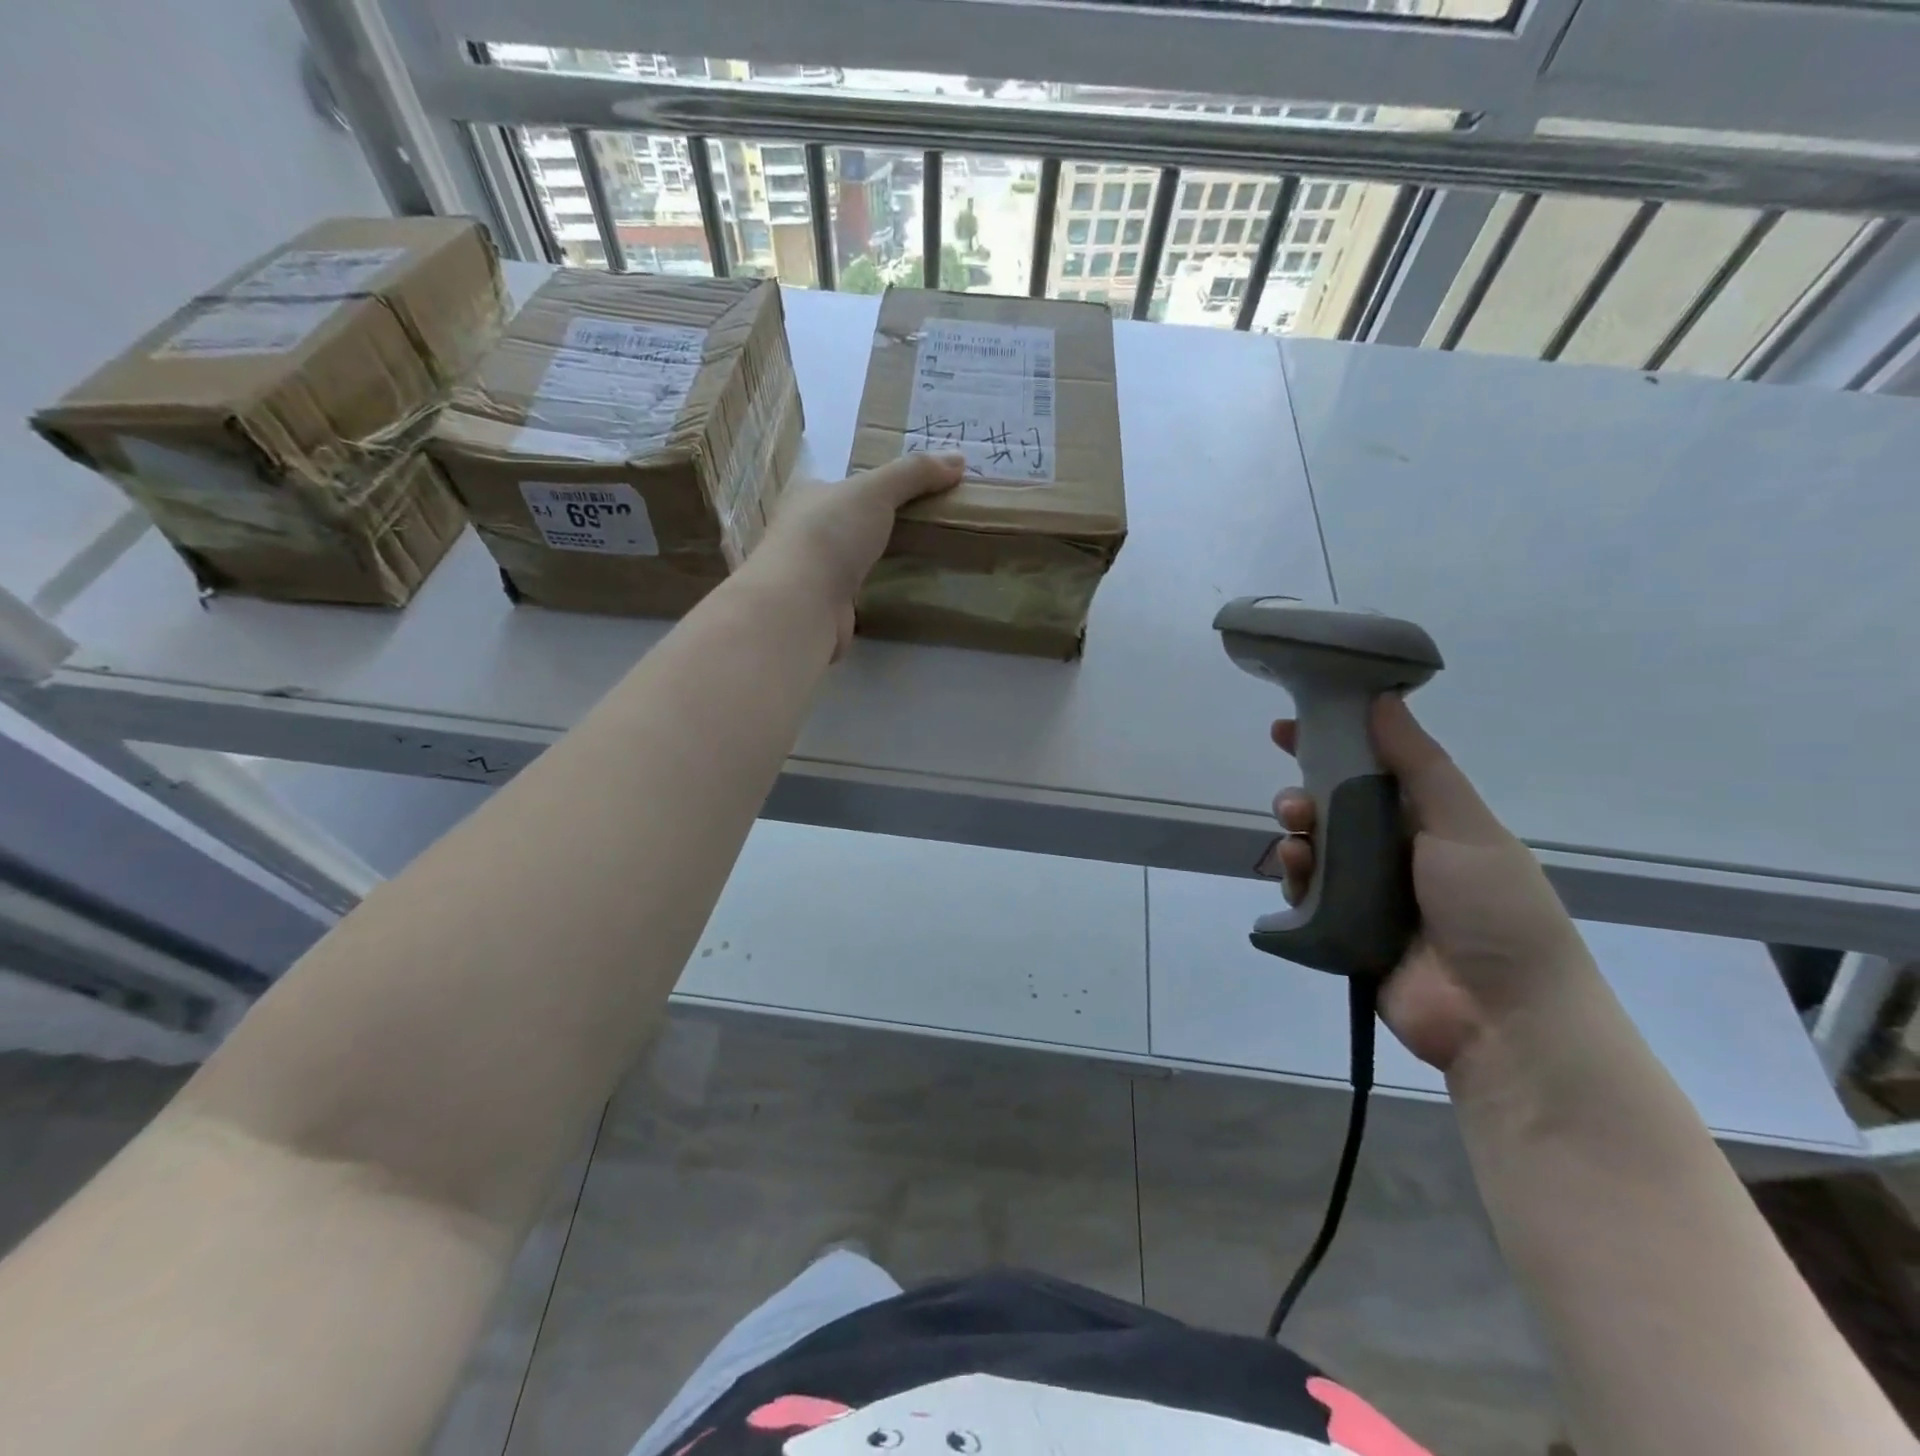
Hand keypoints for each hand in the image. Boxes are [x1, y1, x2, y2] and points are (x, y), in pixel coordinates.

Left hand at [752, 452, 965, 656]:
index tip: (909, 496)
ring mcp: (811, 574)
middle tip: (921, 530)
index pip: (842, 487)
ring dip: (874, 563)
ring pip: (849, 562)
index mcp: (807, 498)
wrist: (802, 603)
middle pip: (846, 525)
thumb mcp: (876, 490)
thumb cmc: (831, 533)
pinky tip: (897, 594)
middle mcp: (803, 533)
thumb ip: (915, 473)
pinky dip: (872, 593)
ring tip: (917, 563)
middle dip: (876, 528)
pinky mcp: (823, 609)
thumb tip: (959, 459)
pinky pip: (854, 595)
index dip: (872, 488)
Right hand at [1267, 696, 1594, 1072]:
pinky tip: (1296, 869)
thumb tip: (1382, 698)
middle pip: (1335, 809)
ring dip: (1297, 833)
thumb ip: (1418, 764)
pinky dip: (1295, 876)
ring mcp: (1367, 894)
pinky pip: (1305, 893)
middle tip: (1294, 798)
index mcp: (1431, 823)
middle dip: (1306, 793)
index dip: (1334, 744)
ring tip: (1295, 834)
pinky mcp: (1341, 930)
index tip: (1291, 726)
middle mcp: (1395, 853)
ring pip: (1314, 849)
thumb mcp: (1465, 826)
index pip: (1374, 770)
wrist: (1503, 1016)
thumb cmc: (1494, 908)